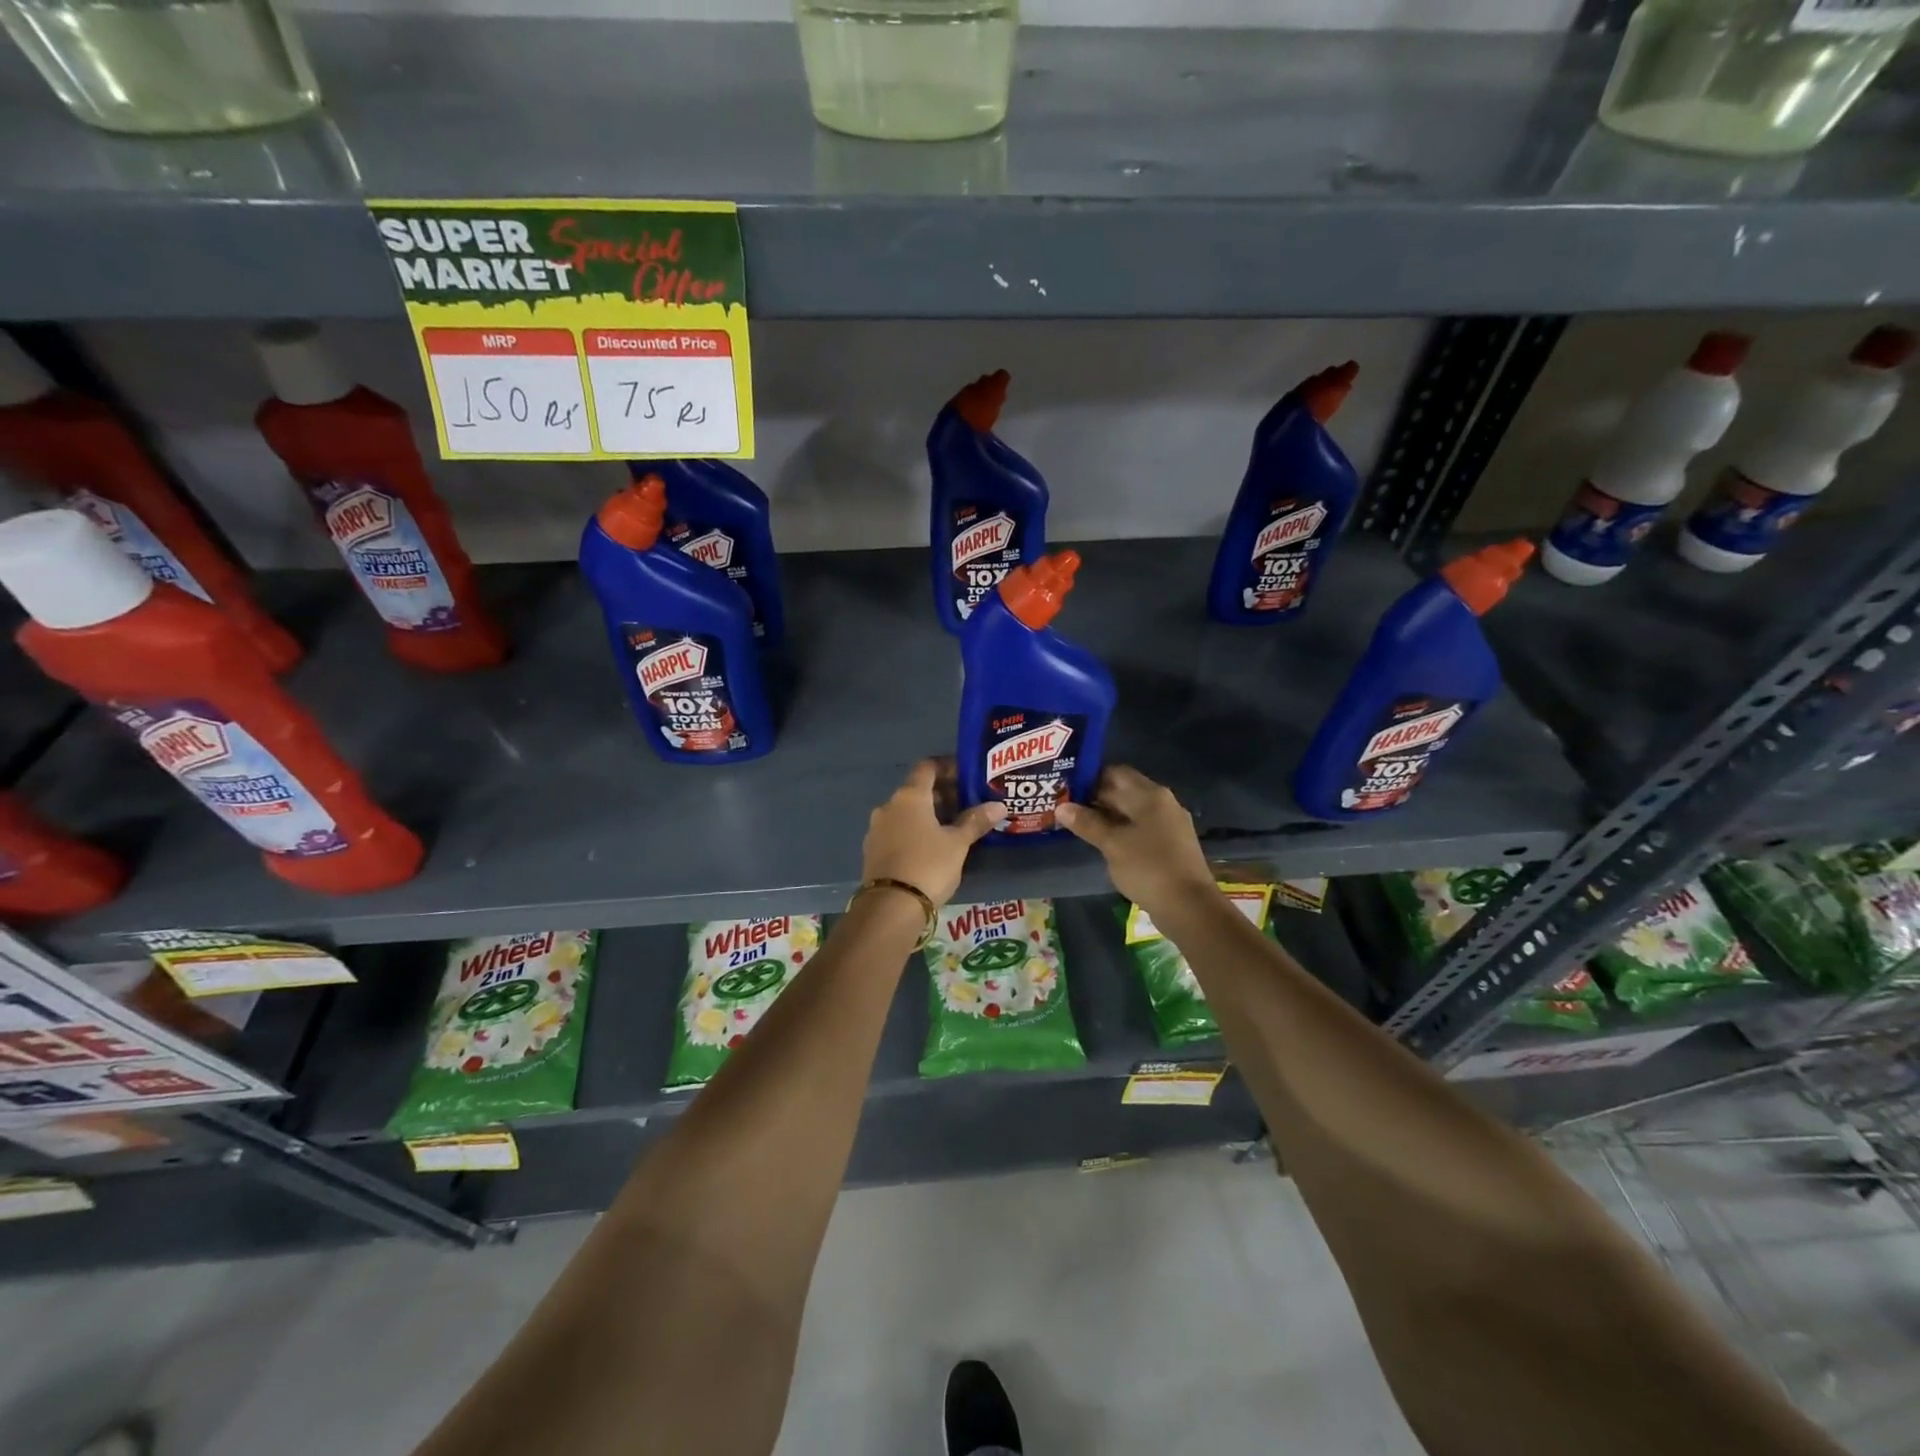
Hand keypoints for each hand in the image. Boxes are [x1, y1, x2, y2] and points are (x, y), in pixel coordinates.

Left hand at [862, 759, 1006, 907]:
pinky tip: (932, 847)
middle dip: (942, 794)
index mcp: (909, 796)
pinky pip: (898, 830)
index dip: (948, 766)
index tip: (967, 775)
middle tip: (968, 804)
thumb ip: (976, 821)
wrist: (890, 907)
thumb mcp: (957, 843)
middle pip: (917, 790)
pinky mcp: (873, 850)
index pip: (927, 767)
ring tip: (954, 827)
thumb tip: (998, 805)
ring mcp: (877, 829)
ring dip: (929, 814)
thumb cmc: (928, 865)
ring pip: (907, 812)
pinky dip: (915, 831)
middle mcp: (889, 806)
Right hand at [1056, 766, 1216, 918]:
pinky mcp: (1171, 845)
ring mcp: (1169, 824)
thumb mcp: (1112, 844)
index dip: (1089, 778)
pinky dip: (1121, 831)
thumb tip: (1061, 807)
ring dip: (1107, 816)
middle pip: (1124, 791)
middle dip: (1096, 798)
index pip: (1115, 773)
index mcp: (1150, 795)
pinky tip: (1104, 843)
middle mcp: (1163, 803)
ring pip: (1132, 812)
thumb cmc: (1148, 868)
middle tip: (1066, 808)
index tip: (1066, 788)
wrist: (1190, 907)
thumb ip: (1087, 823)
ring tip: (1079, 825)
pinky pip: (1141, 829)